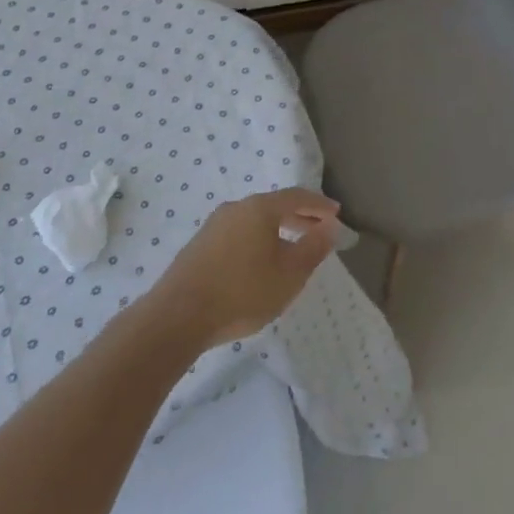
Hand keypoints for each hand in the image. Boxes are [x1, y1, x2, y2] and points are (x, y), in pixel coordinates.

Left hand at [148, 188, 340, 349]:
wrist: (177, 317)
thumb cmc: (242, 293)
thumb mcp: (289, 275)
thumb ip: (314, 248)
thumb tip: (330, 226)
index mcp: (259, 208)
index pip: (297, 196)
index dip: (319, 205)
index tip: (336, 214)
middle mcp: (236, 208)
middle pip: (274, 206)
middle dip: (300, 217)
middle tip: (319, 231)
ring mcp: (214, 225)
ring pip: (255, 220)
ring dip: (278, 229)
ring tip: (292, 249)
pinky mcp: (200, 245)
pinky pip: (239, 233)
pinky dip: (258, 239)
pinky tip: (260, 262)